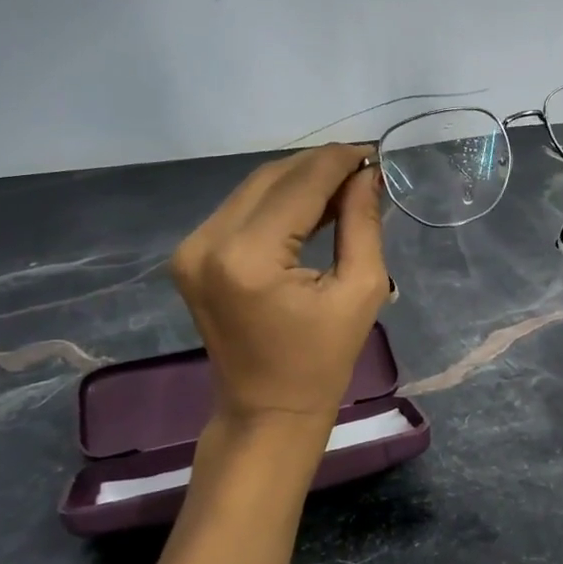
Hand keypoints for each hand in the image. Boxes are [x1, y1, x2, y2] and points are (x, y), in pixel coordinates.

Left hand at [170, 144, 389, 430]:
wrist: (266, 411)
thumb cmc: (323, 361)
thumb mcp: (361, 291)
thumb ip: (362, 223)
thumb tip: (367, 174)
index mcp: (249, 257)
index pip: (299, 185)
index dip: (338, 161)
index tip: (372, 152)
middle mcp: (208, 242)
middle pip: (271, 178)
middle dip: (319, 167)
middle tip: (362, 167)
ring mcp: (191, 249)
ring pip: (253, 188)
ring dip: (298, 180)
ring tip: (342, 185)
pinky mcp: (189, 256)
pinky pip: (239, 209)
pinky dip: (276, 201)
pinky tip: (310, 206)